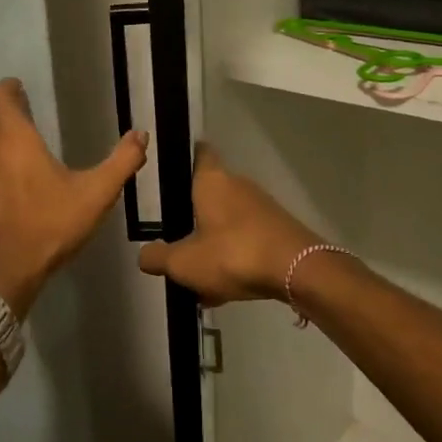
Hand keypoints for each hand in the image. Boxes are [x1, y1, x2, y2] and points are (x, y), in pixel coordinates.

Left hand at [0, 78, 147, 318]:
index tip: (18, 87)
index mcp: (15, 140)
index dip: (8, 89)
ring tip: (0, 135)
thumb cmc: (52, 226)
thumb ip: (122, 162)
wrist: (7, 272)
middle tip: (17, 108)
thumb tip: (140, 134)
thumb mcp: (97, 194)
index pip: (0, 99)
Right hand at [136, 146, 320, 305]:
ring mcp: (262, 207)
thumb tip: (143, 255)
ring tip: (197, 274)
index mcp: (212, 181)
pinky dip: (233, 257)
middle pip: (210, 192)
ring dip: (213, 242)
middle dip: (193, 214)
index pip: (199, 153)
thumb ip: (158, 258)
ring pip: (228, 220)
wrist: (298, 271)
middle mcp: (238, 185)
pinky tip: (224, 288)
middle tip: (173, 235)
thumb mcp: (184, 263)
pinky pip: (246, 239)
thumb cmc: (233, 254)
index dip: (184, 156)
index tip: (169, 168)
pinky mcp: (278, 229)